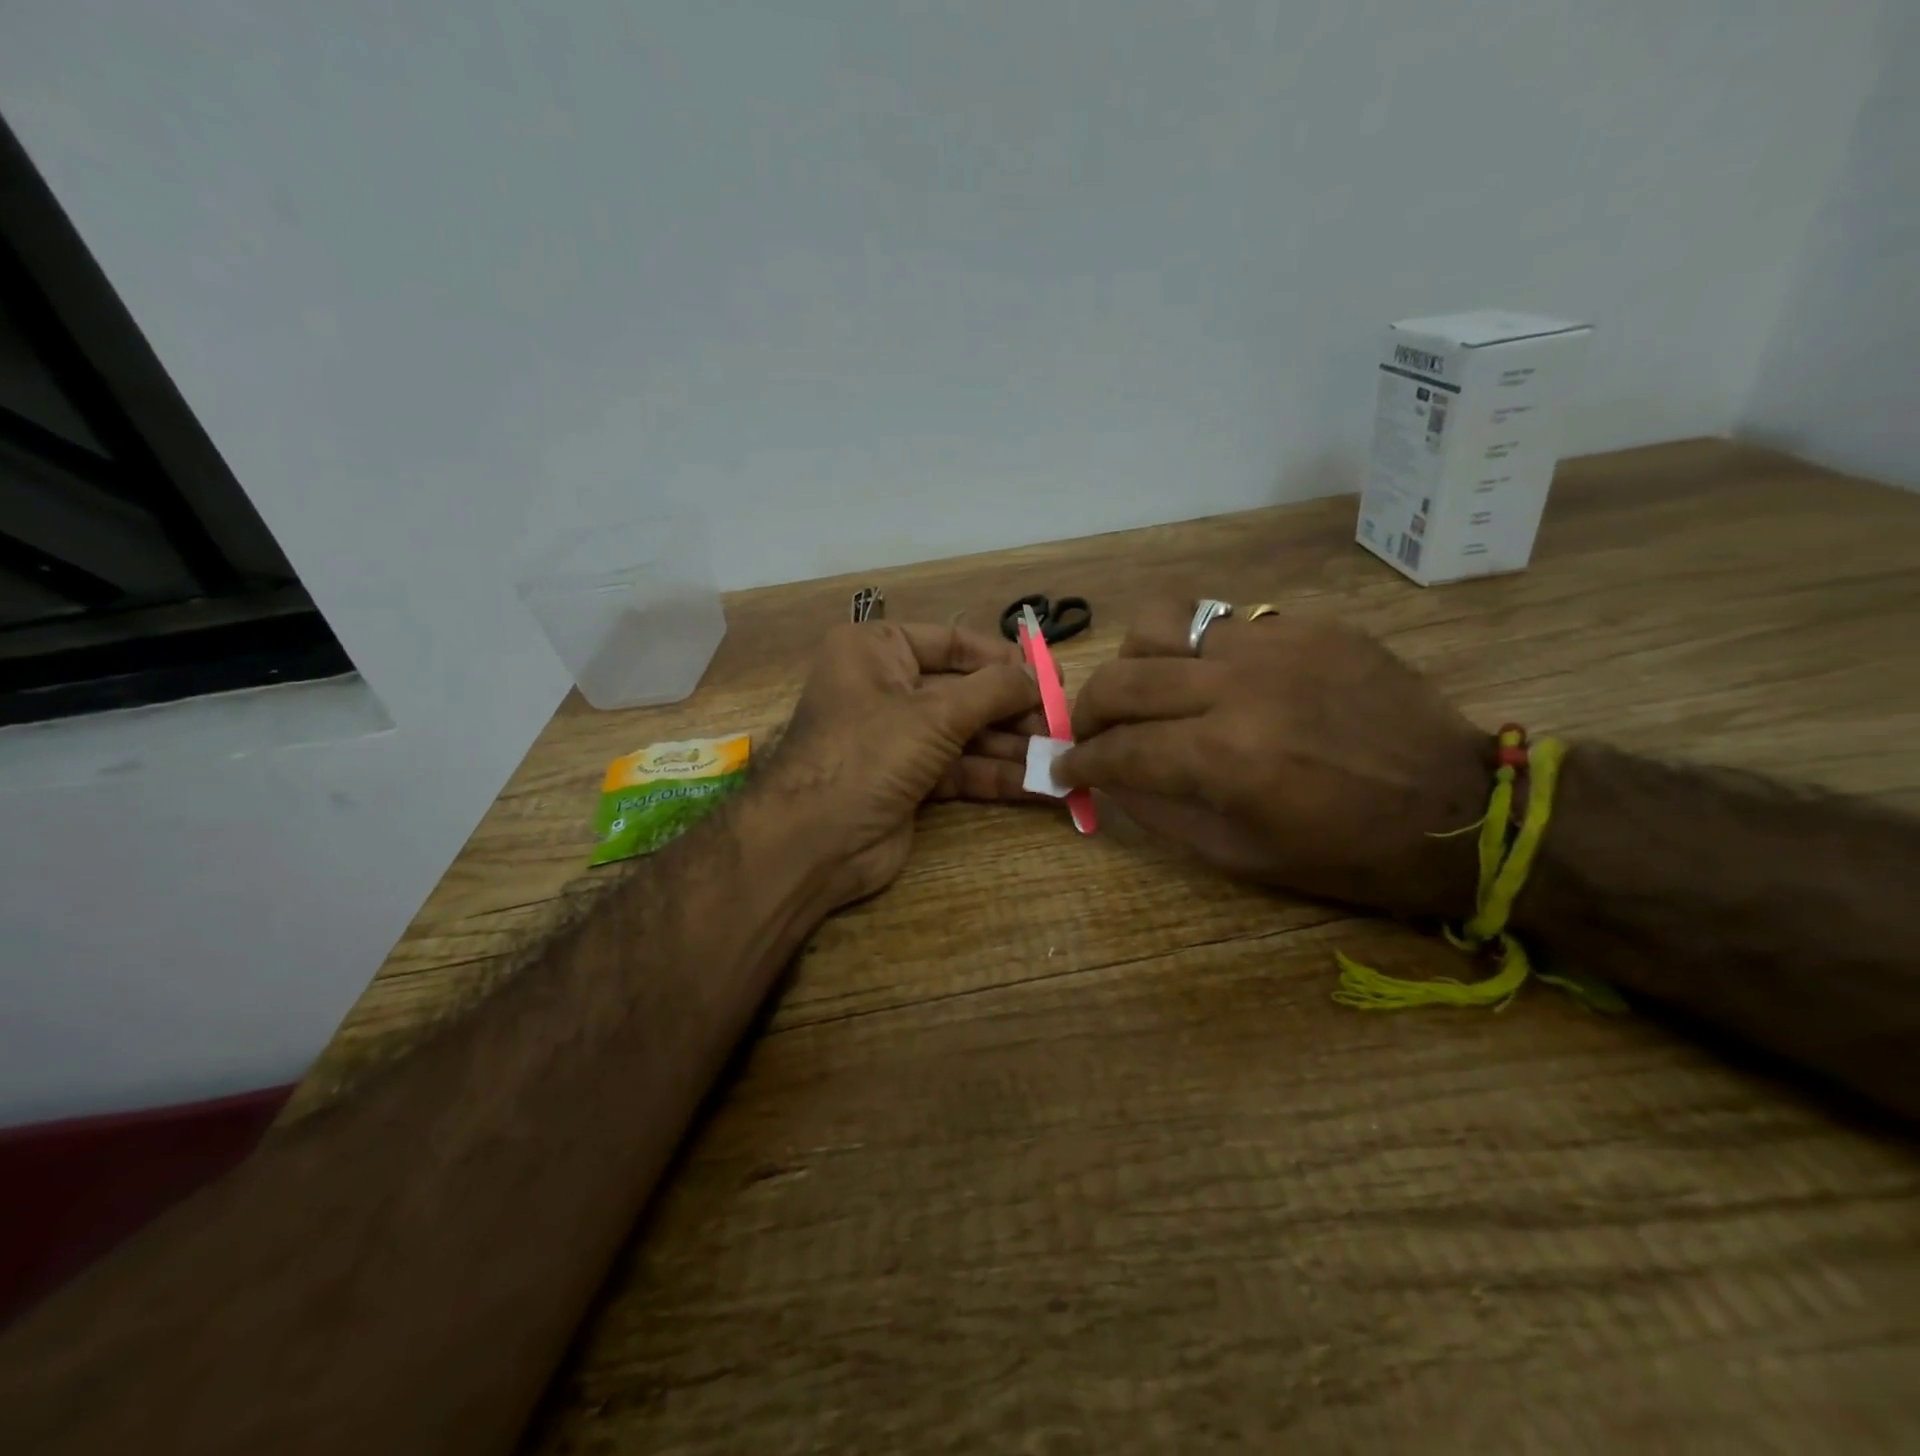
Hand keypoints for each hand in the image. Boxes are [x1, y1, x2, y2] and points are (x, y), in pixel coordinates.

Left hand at [765, 620, 1042, 910]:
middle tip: (1064, 723)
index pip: (951, 643)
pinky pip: (959, 769)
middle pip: (963, 691)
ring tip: (1063, 757)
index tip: (1051, 674)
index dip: (1002, 659)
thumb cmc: (868, 753)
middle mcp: (885, 687)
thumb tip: (1039, 675)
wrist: (813, 842)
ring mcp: (896, 738)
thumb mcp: (935, 713)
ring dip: (1013, 747)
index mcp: (876, 650)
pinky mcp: (908, 781)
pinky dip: (995, 776)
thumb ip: (993, 691)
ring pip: (965, 734)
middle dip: (1013, 710)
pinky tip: (1041, 785)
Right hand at [1056, 603, 1491, 917]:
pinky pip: (1223, 622)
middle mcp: (1240, 687)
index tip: (1063, 769)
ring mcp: (1276, 644)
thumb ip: (1160, 812)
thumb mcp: (1242, 857)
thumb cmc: (1348, 852)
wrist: (1464, 805)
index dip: (1078, 762)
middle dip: (1087, 710)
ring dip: (1137, 662)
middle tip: (1090, 732)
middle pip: (1123, 678)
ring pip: (1162, 624)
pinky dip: (1199, 652)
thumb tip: (1108, 777)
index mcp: (1226, 758)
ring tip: (1147, 689)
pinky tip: (1216, 679)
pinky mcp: (1308, 624)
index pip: (1118, 748)